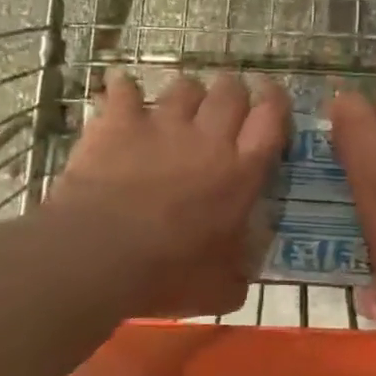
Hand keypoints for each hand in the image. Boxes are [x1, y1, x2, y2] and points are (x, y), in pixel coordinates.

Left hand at [50, 72, 290, 318]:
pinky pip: (124, 90)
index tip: (272, 97)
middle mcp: (208, 138)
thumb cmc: (167, 274)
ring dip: (187, 93)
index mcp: (240, 173)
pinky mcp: (119, 123)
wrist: (100, 255)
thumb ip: (240, 270)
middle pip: (231, 92)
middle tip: (227, 107)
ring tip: (180, 106)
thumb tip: (245, 265)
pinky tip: (122, 93)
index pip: (271, 120)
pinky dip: (124, 90)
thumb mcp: (221, 289)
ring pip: (185, 86)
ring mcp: (162, 125)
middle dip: (233, 92)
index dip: (276, 102)